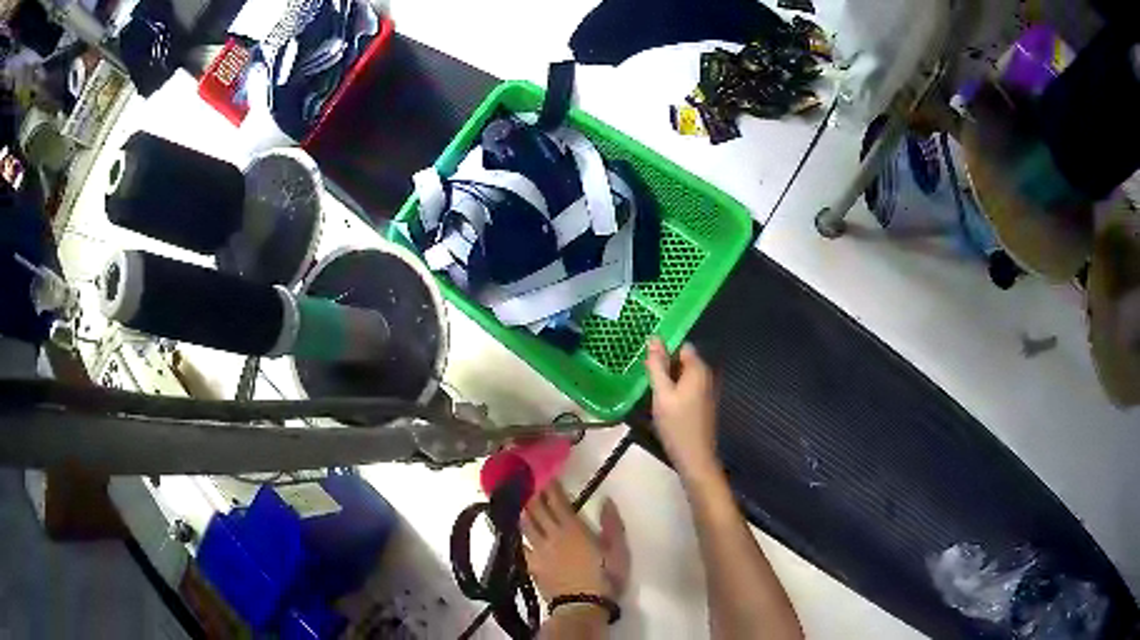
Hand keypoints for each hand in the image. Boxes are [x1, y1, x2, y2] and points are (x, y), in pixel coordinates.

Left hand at [522, 481, 629, 601]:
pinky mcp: (531, 565)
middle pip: (538, 510)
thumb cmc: (605, 578)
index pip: (558, 502)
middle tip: (530, 484)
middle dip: (534, 495)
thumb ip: (612, 524)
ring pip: (526, 525)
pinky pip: (520, 545)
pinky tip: (515, 532)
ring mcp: (539, 551)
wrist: (582, 606)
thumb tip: (606, 500)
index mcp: (574, 529)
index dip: (552, 488)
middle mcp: (552, 535)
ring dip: (523, 511)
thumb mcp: (618, 551)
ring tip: (520, 502)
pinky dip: (517, 535)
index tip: (547, 476)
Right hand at [644, 337, 719, 478]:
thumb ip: (657, 366)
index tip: (644, 356)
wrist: (695, 458)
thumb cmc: (677, 425)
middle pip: (682, 360)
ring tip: (646, 385)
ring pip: (682, 375)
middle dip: (663, 364)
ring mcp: (705, 390)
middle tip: (641, 372)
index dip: (663, 347)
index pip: (681, 345)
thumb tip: (653, 337)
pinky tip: (658, 400)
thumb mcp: (662, 394)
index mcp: (698, 369)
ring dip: (666, 378)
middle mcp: (705, 375)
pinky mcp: (701, 404)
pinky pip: (685, 388)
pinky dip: (672, 390)